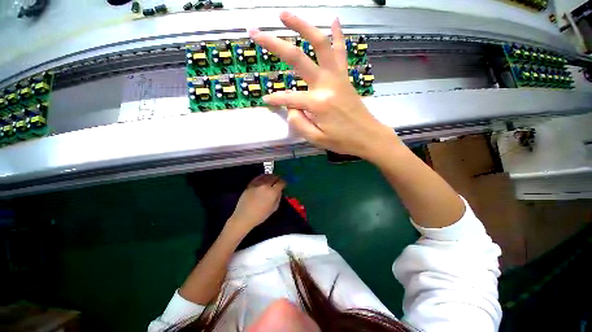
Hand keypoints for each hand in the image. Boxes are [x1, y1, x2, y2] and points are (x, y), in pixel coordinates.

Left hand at [229, 174, 286, 231]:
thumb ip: (278, 197)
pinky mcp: (251, 184)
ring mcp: (257, 184)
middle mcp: (265, 185)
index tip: (285, 184)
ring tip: (273, 178)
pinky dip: (263, 176)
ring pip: (267, 175)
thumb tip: (279, 191)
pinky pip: (259, 177)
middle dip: (278, 178)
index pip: (281, 182)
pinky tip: (264, 178)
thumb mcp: (274, 208)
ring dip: (271, 176)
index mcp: (272, 192)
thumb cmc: (260, 215)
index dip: (284, 182)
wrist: (244, 216)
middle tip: (279, 180)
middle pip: (274, 177)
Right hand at [250, 12, 399, 161]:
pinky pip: (341, 52)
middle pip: (298, 58)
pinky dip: (337, 35)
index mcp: (317, 103)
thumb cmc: (342, 141)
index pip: (289, 98)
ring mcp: (337, 77)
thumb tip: (290, 108)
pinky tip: (334, 19)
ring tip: (285, 15)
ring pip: (320, 44)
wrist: (368, 136)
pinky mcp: (345, 77)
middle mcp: (326, 84)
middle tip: (256, 33)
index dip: (275, 100)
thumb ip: (299, 123)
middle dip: (275, 45)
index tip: (266, 102)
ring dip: (302, 27)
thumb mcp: (317, 139)